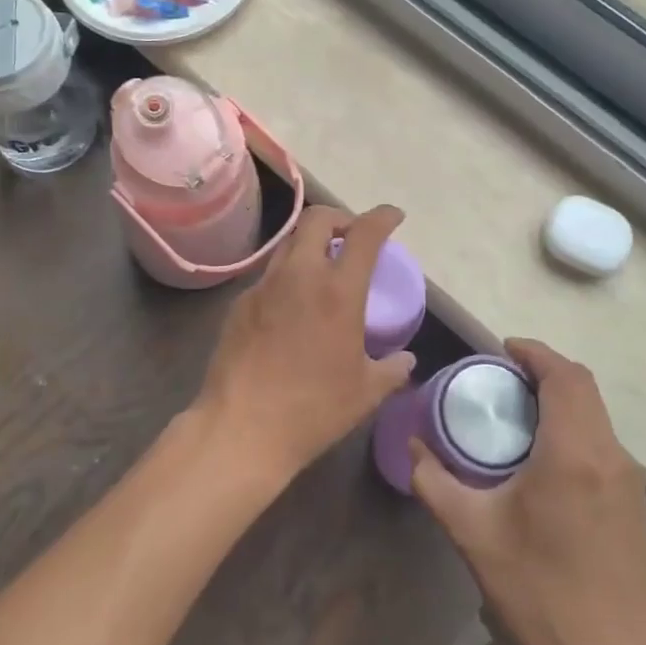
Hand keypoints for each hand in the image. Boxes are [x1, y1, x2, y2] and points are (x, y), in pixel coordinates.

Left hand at [195, 204, 417, 488]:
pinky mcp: (240, 303)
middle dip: (340, 218)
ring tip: (323, 268)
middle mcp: (299, 276)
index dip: (382, 217)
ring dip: (311, 244)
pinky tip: (292, 305)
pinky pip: (269, 275)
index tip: (393, 216)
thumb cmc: (312, 410)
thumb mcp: (365, 392)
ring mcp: (264, 286)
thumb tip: (405, 360)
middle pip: (317, 220)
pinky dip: (288, 275)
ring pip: (289, 243)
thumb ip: (391, 369)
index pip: (364, 234)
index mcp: (337, 291)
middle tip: (352, 237)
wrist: (242, 428)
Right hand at [409, 338, 645, 644]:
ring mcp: (630, 482)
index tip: (501, 350)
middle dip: (544, 371)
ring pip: (596, 415)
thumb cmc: (538, 593)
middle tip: (501, 379)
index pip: (564, 375)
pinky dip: (574, 427)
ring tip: (517, 413)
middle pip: (583, 388)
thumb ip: (433, 479)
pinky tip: (543, 458)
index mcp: (574, 452)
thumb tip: (411, 443)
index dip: (534, 352)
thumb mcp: (471, 532)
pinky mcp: (636, 506)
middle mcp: (611, 456)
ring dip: (560, 400)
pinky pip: (603, 443)